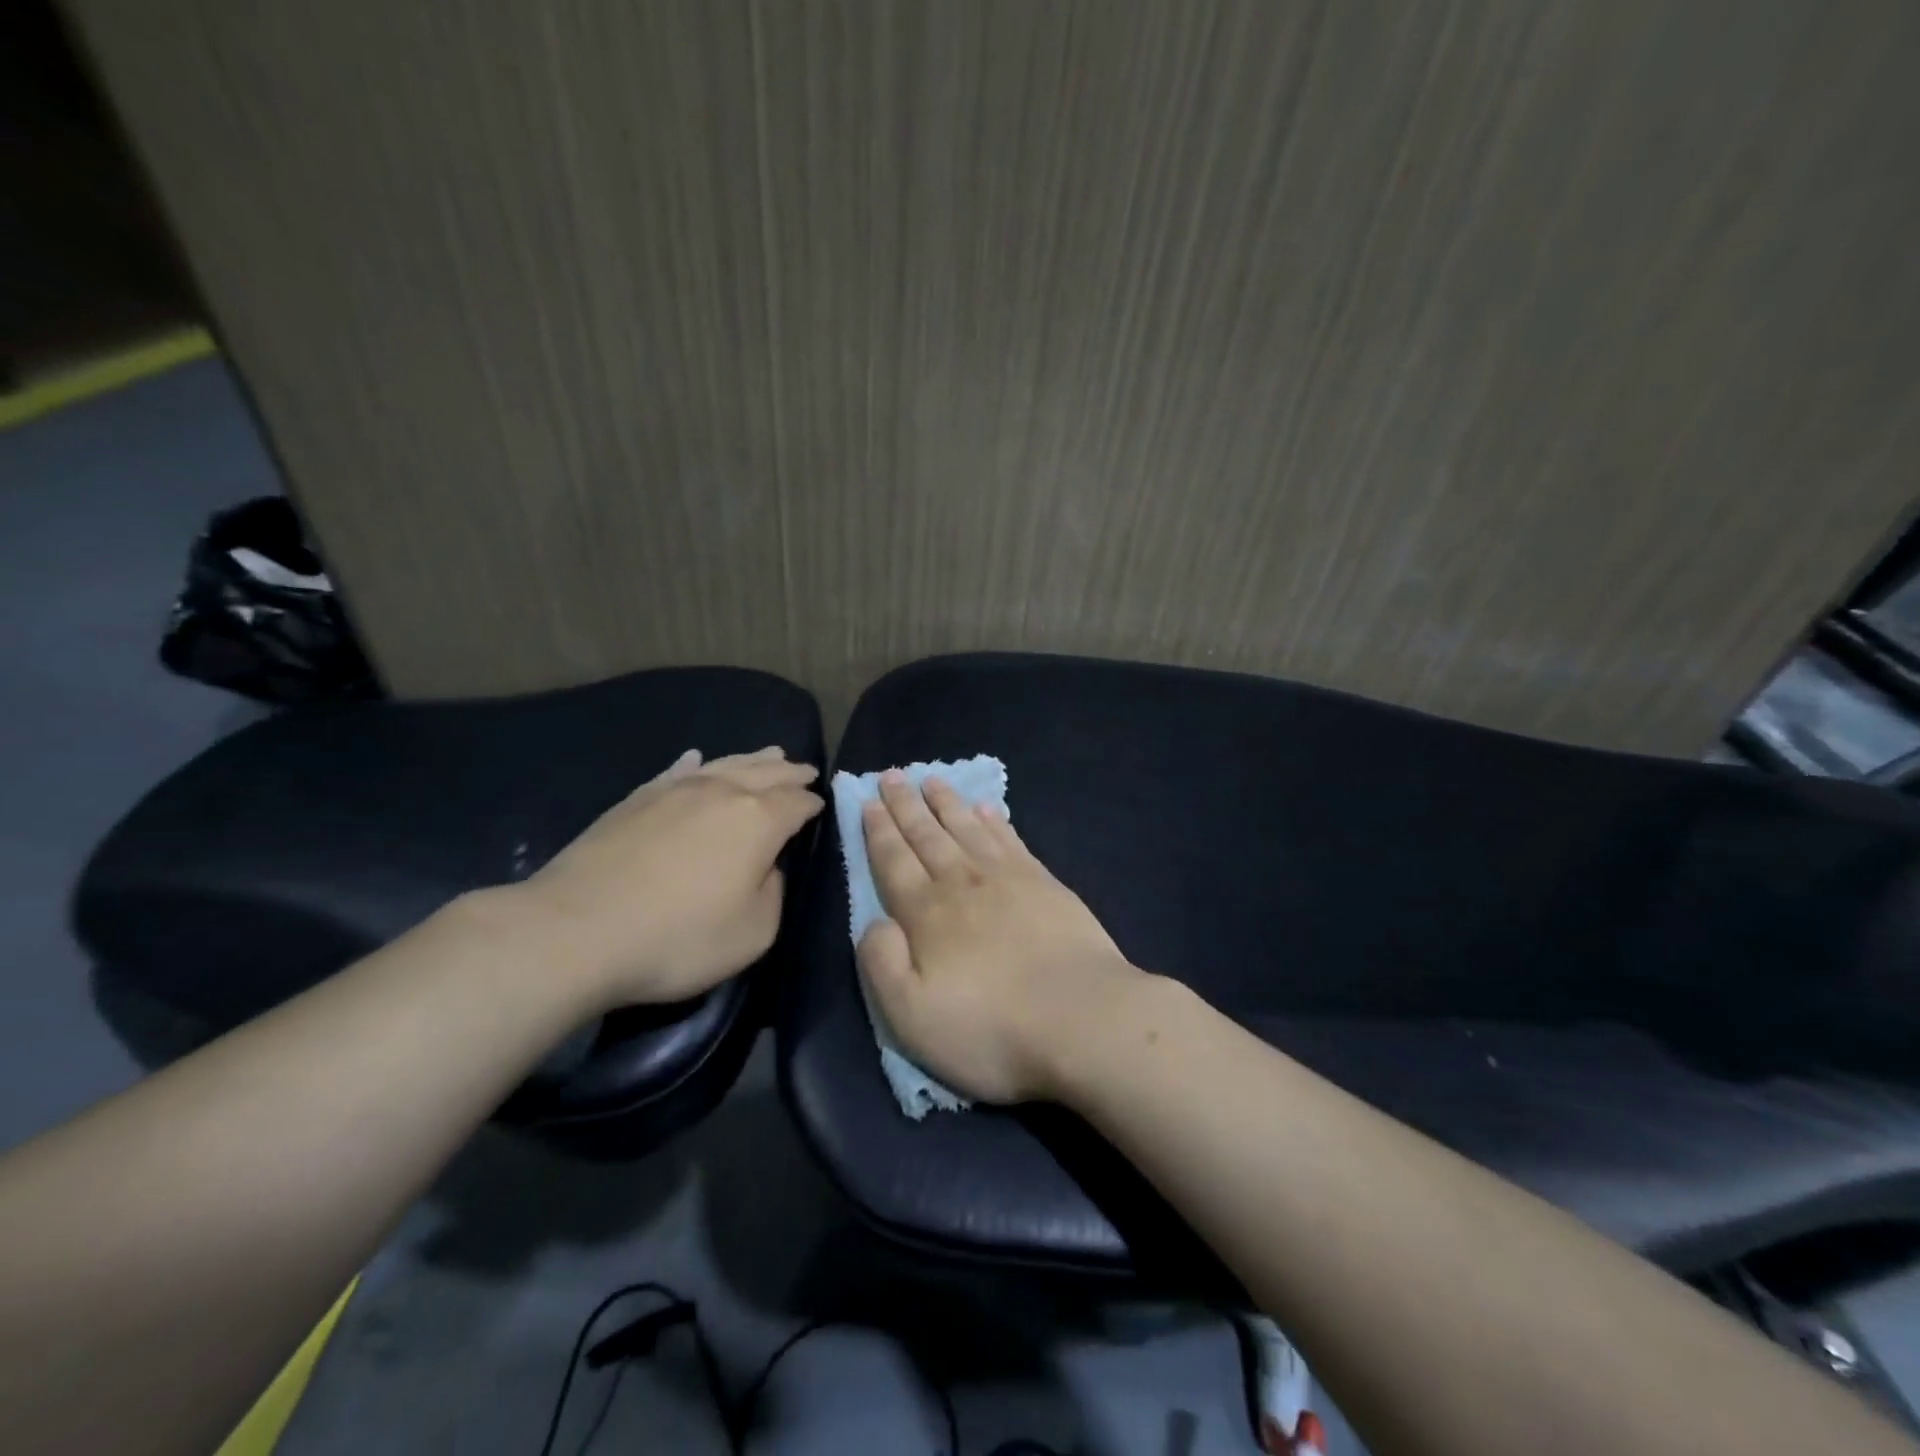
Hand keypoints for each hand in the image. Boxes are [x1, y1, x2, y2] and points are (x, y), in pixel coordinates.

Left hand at [511, 746, 822, 1007]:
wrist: (577, 930)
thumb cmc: (678, 937)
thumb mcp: (754, 932)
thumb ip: (774, 892)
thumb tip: (768, 867)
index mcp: (759, 820)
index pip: (798, 803)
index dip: (813, 804)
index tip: (821, 805)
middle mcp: (723, 792)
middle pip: (766, 773)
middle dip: (789, 772)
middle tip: (805, 770)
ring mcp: (676, 790)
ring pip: (726, 764)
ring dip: (753, 759)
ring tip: (770, 753)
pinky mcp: (636, 799)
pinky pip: (676, 771)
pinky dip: (694, 764)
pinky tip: (697, 759)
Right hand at [857, 772, 1144, 1102]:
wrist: (1082, 1019)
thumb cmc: (990, 1028)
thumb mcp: (911, 1016)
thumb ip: (882, 964)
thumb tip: (874, 923)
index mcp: (926, 913)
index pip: (893, 861)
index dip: (879, 831)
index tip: (868, 802)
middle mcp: (962, 883)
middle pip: (927, 835)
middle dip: (906, 805)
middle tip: (893, 775)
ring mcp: (1007, 878)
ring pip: (966, 829)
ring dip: (947, 803)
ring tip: (932, 780)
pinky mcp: (1045, 884)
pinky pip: (1010, 840)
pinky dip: (994, 821)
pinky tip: (987, 809)